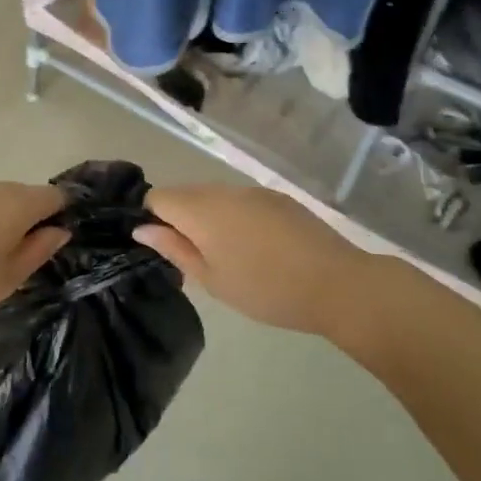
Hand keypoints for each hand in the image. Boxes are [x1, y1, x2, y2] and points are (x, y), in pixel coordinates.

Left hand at [0, 180, 69, 322]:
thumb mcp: (9, 277)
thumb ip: (40, 250)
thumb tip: (59, 229)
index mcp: (18, 203)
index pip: (55, 195)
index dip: (61, 214)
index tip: (52, 241)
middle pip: (25, 194)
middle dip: (29, 218)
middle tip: (20, 256)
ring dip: (0, 219)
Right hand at [133, 183, 379, 339]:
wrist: (338, 284)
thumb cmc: (266, 289)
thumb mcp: (212, 279)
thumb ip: (175, 249)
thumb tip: (142, 229)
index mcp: (200, 210)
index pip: (157, 197)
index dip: (153, 219)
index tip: (166, 248)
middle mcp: (223, 190)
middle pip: (185, 193)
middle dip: (181, 219)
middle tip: (196, 258)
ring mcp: (253, 191)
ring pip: (214, 196)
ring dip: (210, 218)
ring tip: (229, 255)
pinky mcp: (278, 197)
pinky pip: (242, 200)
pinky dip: (237, 217)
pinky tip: (257, 247)